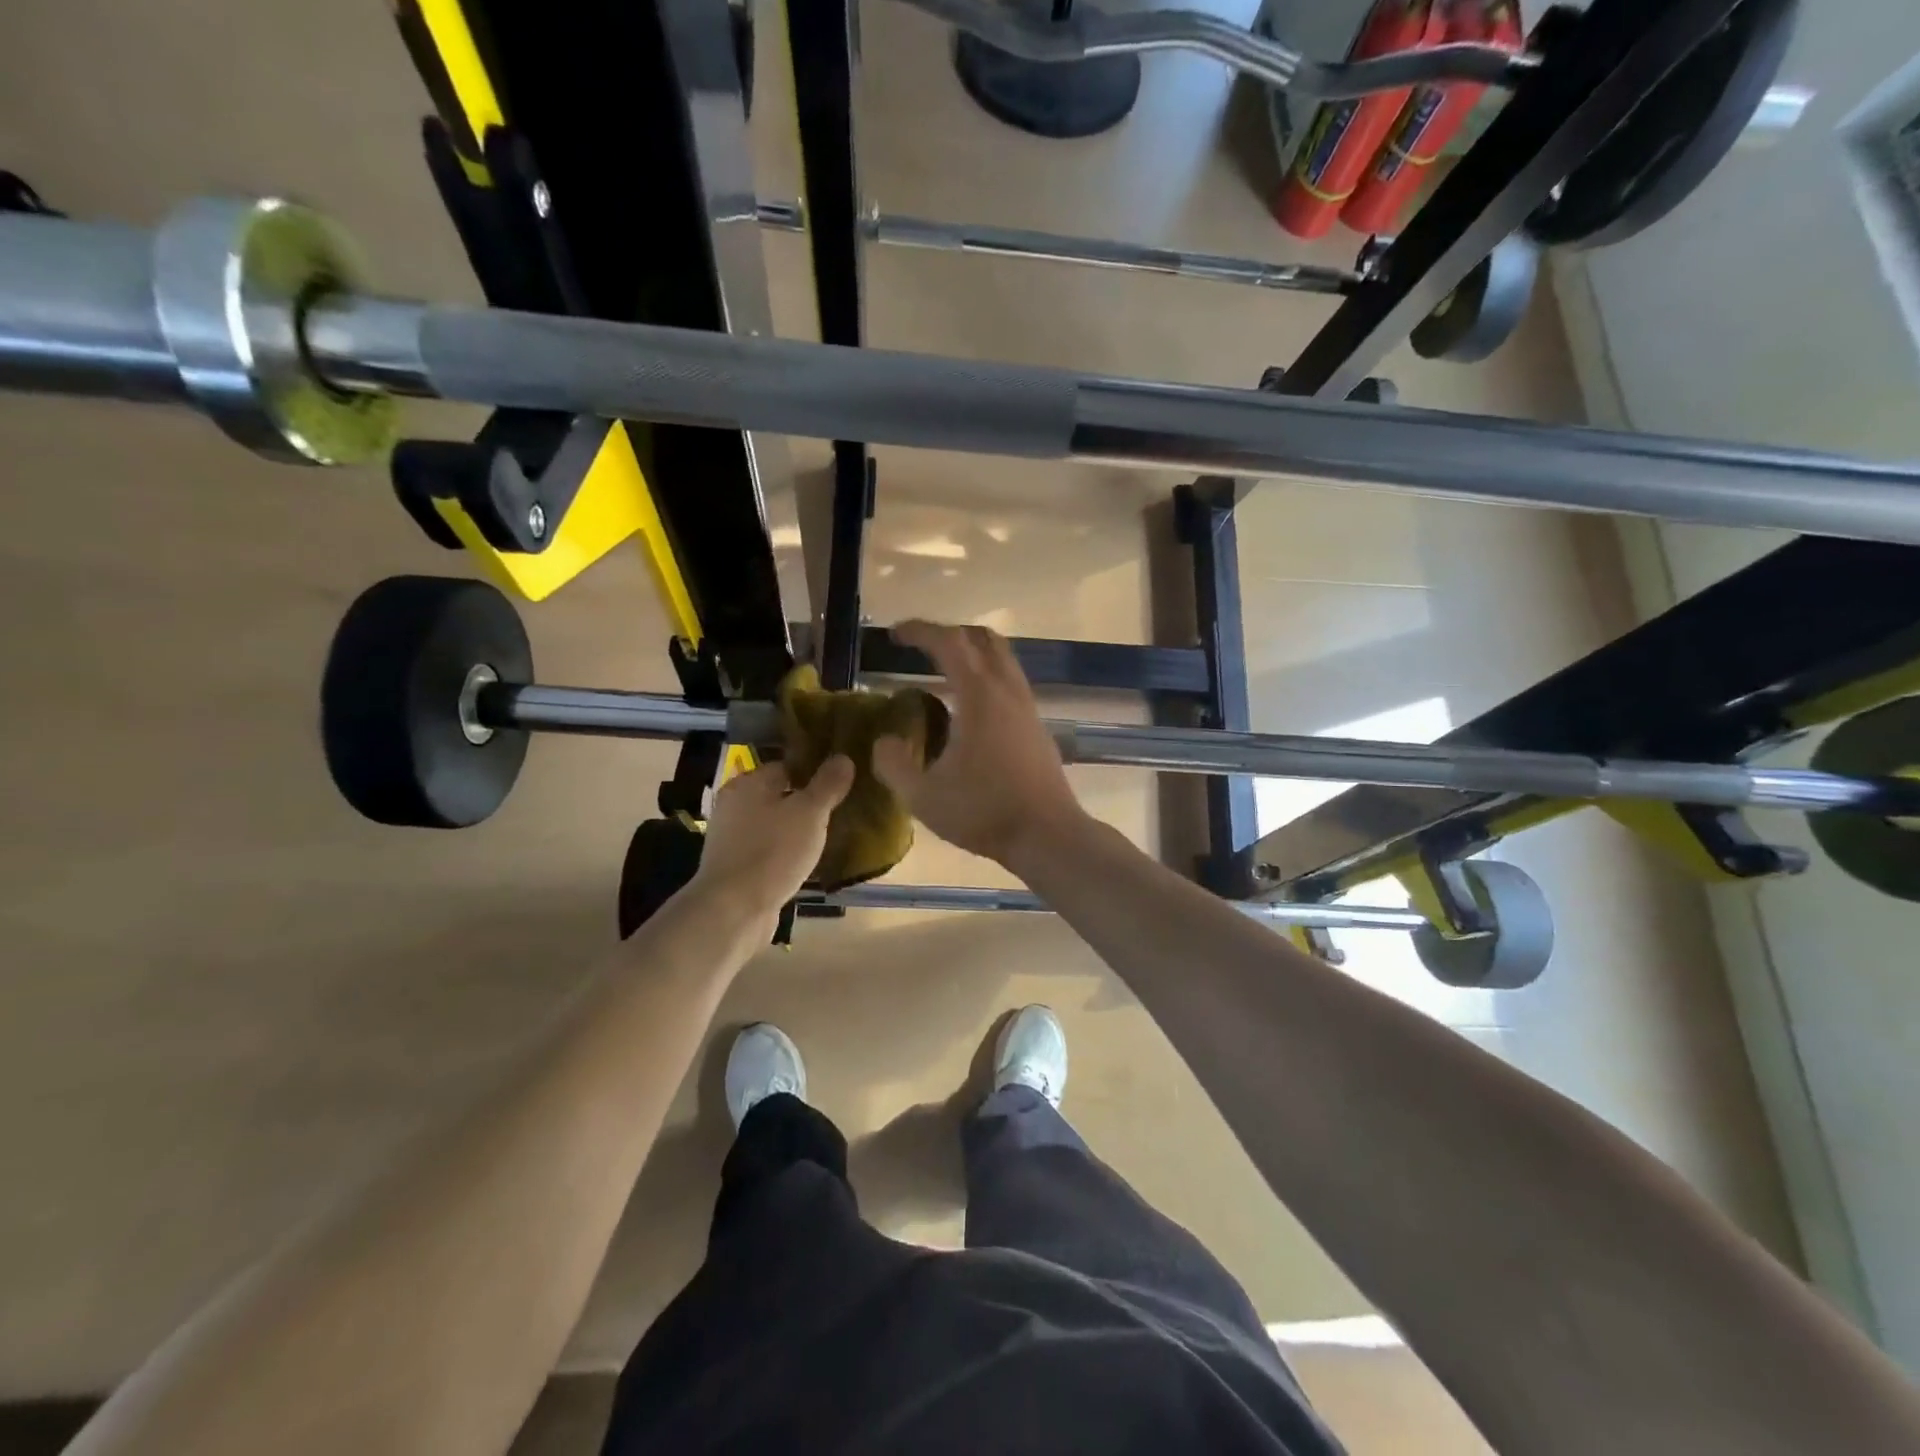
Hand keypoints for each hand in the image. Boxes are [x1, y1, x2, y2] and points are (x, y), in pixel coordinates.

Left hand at [689, 756, 854, 917]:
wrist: (734, 910)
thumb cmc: (773, 851)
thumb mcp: (810, 813)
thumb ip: (828, 784)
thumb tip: (843, 757)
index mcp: (747, 784)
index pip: (786, 766)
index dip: (814, 772)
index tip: (841, 783)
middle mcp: (734, 806)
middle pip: (780, 795)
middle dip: (808, 803)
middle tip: (840, 810)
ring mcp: (732, 838)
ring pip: (775, 825)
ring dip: (797, 830)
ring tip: (829, 836)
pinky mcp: (736, 867)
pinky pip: (769, 850)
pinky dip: (786, 853)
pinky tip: (807, 862)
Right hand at [872, 621, 1084, 868]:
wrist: (1047, 834)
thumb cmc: (984, 811)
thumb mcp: (923, 796)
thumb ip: (893, 765)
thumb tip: (884, 742)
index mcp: (979, 695)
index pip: (949, 642)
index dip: (919, 630)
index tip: (894, 634)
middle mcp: (1007, 690)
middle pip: (982, 639)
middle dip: (948, 634)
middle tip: (920, 646)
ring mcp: (1028, 707)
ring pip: (1002, 659)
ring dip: (972, 654)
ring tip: (942, 673)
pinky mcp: (1037, 726)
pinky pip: (1010, 683)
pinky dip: (986, 678)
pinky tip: (968, 710)